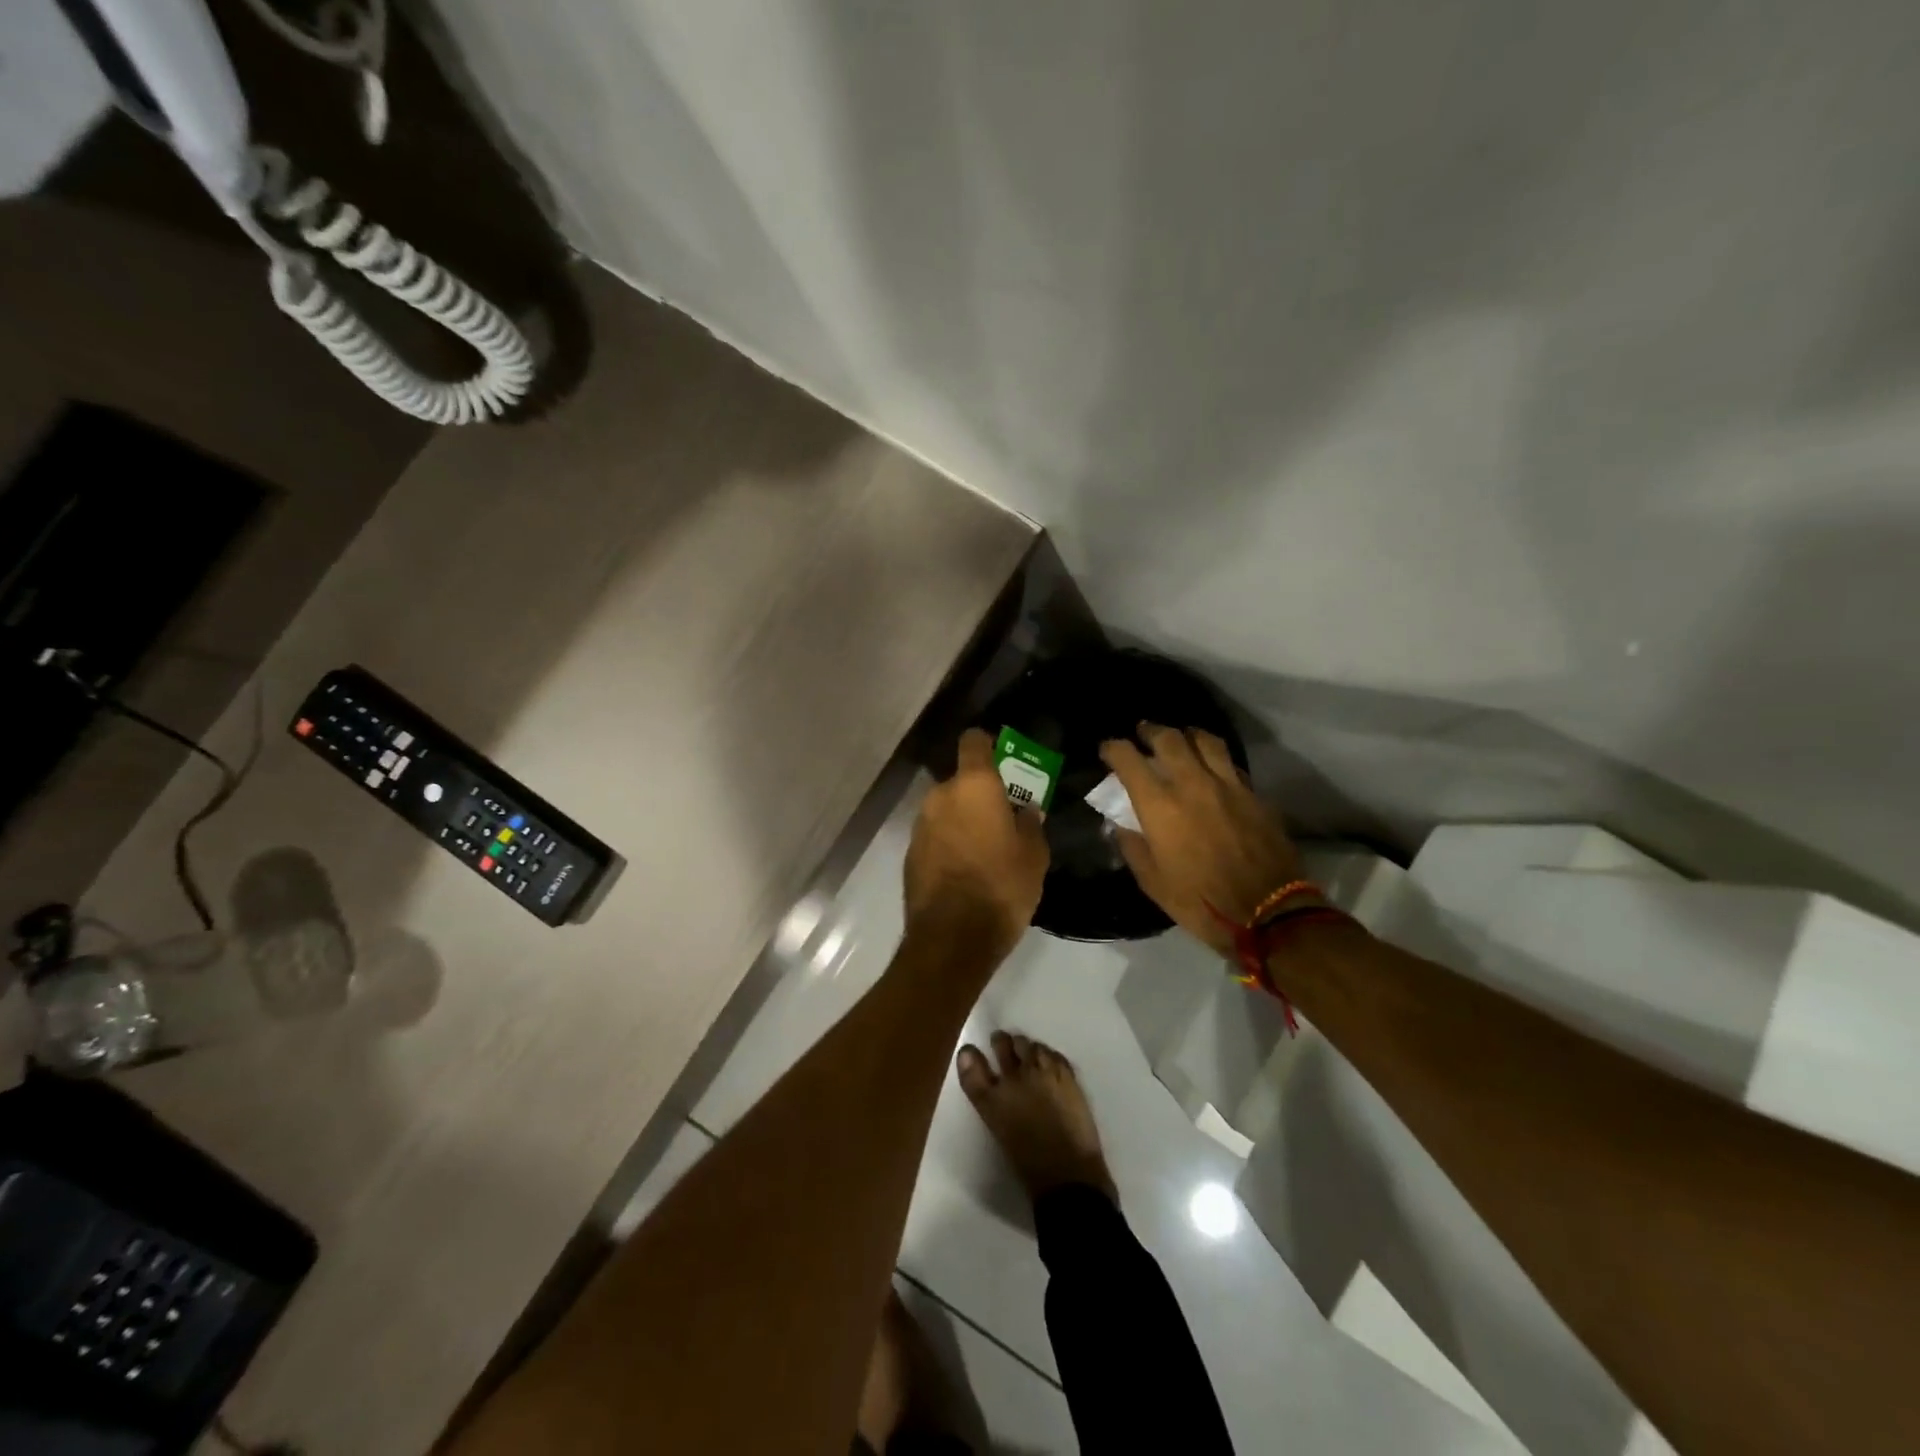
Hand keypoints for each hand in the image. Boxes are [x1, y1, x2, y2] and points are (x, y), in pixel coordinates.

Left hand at [904, 728, 1049, 955]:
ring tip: (986, 848)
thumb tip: (1026, 810)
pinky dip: (949, 844)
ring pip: (947, 810)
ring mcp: (920, 825)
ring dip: (963, 820)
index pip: (974, 741)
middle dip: (980, 794)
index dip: (988, 744)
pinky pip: (936, 836)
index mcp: (973, 786)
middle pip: (961, 781)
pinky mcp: (910, 854)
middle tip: (1003, 817)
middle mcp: (941, 796)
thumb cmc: (1002, 886)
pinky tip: (966, 870)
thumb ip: (1030, 824)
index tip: (1003, 757)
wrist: (952, 938)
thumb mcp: (1034, 856)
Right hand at [1099, 724, 1302, 957]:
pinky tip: (1212, 767)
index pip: (1129, 760)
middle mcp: (1192, 785)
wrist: (1268, 913)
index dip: (1114, 749)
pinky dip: (1215, 758)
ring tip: (1181, 738)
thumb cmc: (1201, 902)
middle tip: (1143, 733)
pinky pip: (1230, 764)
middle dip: (1151, 731)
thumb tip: (1121, 825)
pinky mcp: (1254, 795)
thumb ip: (1134, 847)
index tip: (1108, 750)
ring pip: (1205, 741)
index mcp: (1160, 806)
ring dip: (1187, 735)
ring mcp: (1228, 786)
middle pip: (1169, 739)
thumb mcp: (1153, 883)